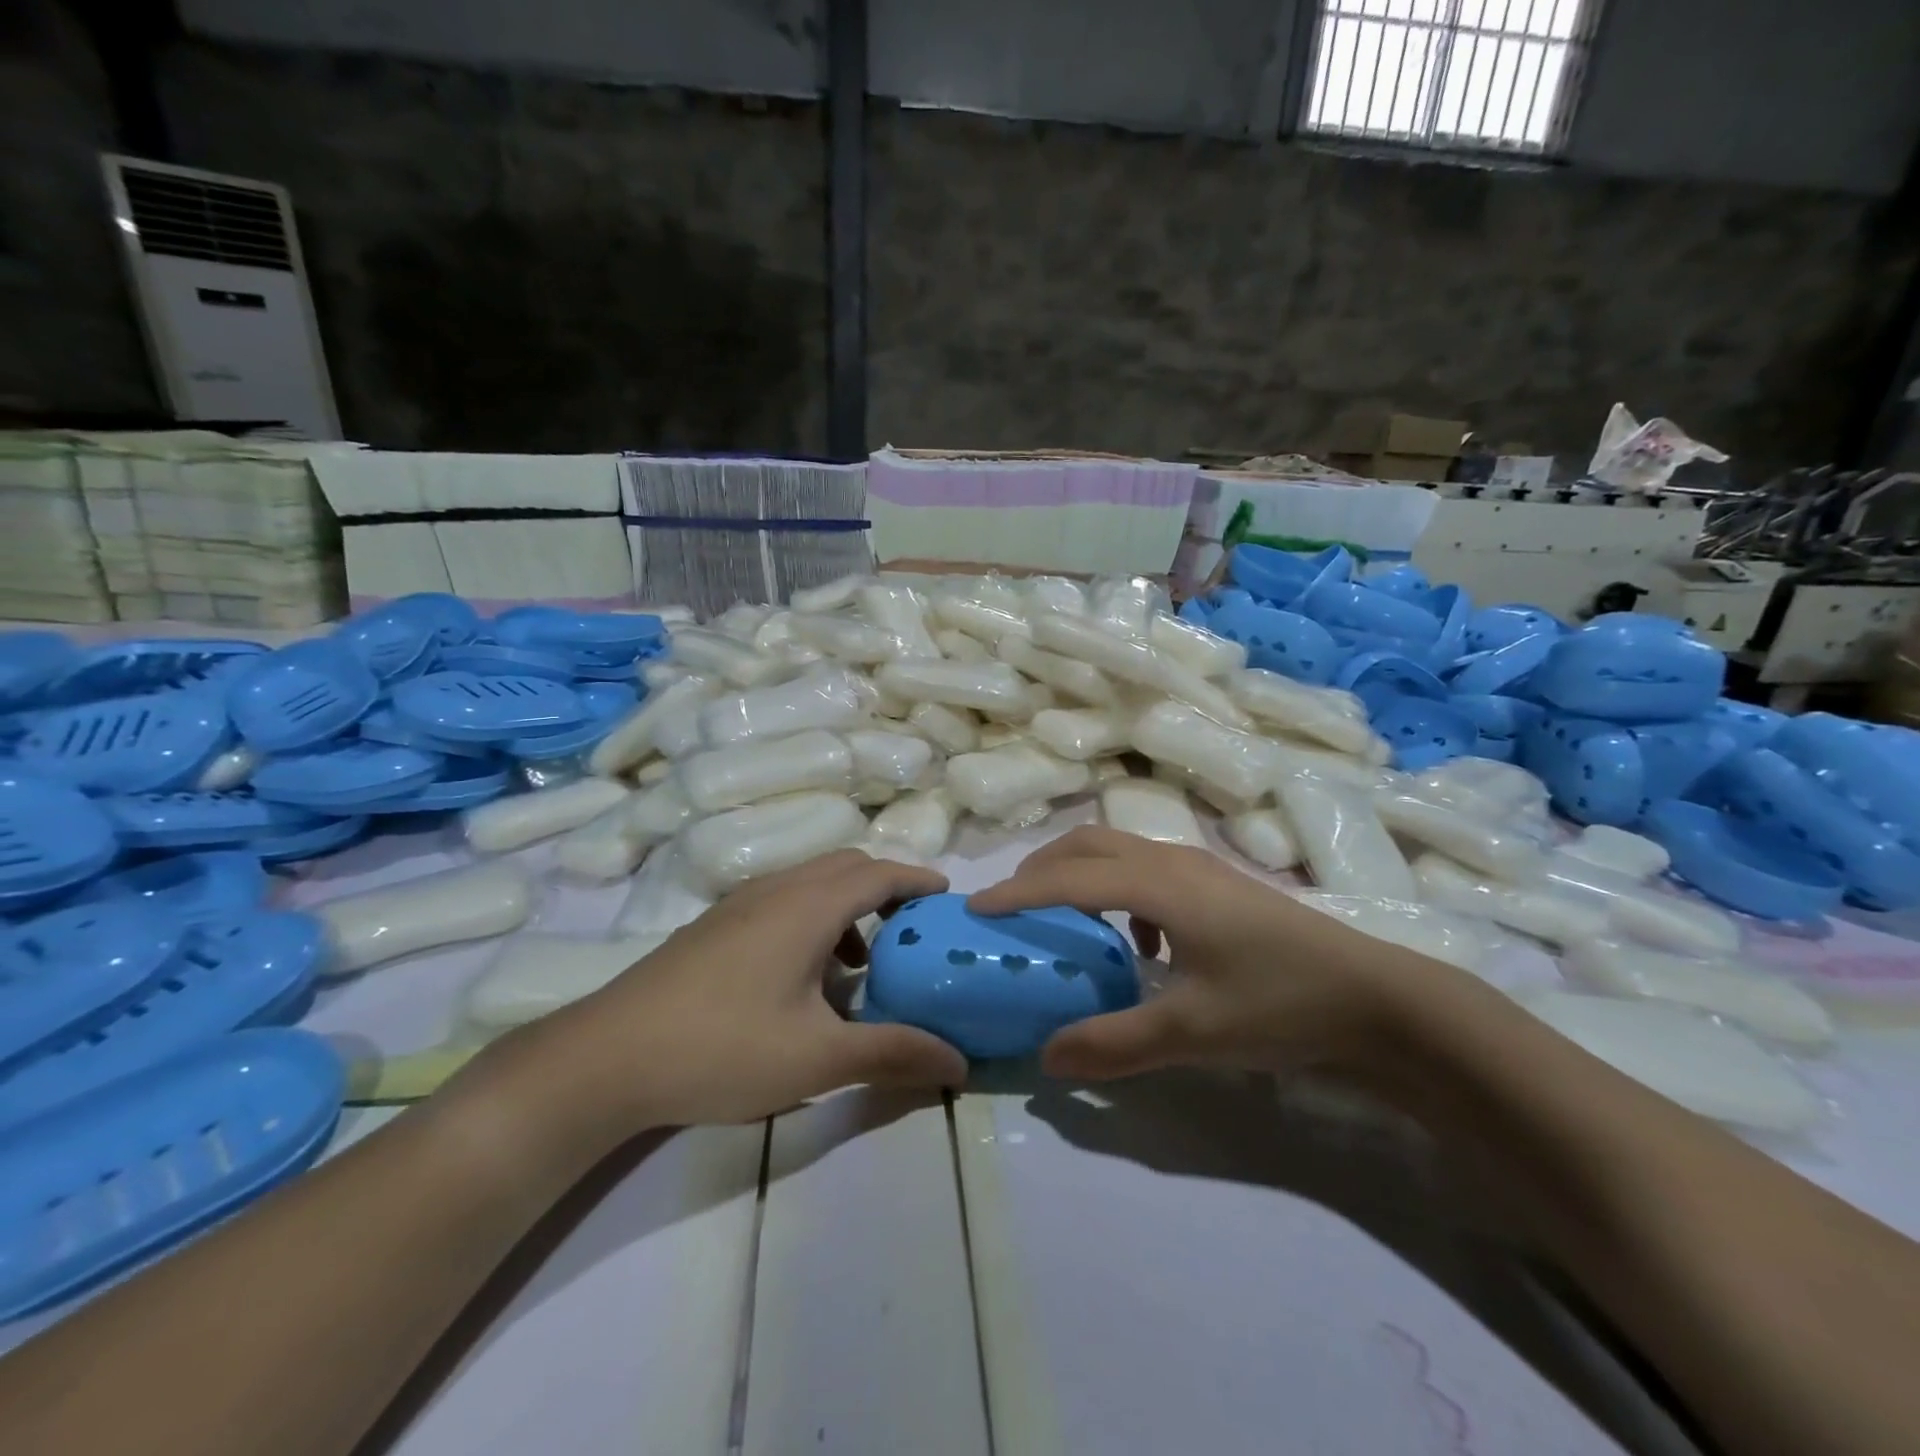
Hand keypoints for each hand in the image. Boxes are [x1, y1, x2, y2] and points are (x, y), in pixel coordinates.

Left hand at [514, 851, 968, 1134]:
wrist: (606, 1057)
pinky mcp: (713, 926)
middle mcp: (775, 890)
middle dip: (887, 888)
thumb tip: (959, 1064)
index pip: (879, 873)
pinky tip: (804, 977)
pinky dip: (814, 918)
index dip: (918, 880)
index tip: (947, 898)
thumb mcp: (818, 1058)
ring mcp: (738, 904)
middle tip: (912, 929)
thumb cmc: (722, 1047)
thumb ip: (893, 1053)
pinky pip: (782, 900)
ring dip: (848, 905)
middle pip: (846, 866)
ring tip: (862, 962)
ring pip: (810, 882)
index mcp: (807, 906)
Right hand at [969, 826, 1453, 1081]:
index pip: (1069, 879)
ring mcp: (1200, 867)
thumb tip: (1045, 1056)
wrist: (1378, 997)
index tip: (976, 908)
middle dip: (1041, 867)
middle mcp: (1173, 861)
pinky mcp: (1219, 884)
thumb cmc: (1280, 1004)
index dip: (1017, 892)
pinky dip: (1117, 889)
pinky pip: (1147, 868)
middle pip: (1088, 844)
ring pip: (1118, 849)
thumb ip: (1114, 1044)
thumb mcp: (1192, 1033)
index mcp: (1160, 885)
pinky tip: (1135, 941)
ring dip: (1077, 872)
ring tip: (1058, 915)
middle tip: (1009, 905)